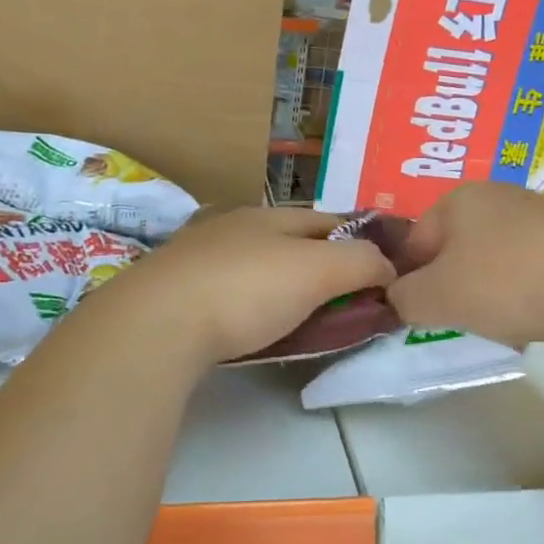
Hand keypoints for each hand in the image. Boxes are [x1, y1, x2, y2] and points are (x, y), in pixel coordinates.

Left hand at [106, 207, 396, 364]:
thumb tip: (388, 267)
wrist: (154, 325)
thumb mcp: (318, 271)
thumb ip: (362, 263)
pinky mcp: (176, 294)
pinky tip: (253, 327)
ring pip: (260, 269)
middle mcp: (234, 227)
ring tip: (306, 320)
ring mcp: (199, 259)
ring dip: (287, 288)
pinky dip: (252, 307)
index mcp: (270, 216)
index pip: (332, 221)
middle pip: (294, 244)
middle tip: (349, 304)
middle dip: (324, 267)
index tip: (385, 273)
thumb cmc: (245, 289)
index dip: (364, 242)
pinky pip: (230, 294)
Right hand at [387, 182, 543, 347]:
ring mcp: (538, 213)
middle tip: (457, 320)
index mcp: (457, 199)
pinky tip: (536, 317)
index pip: (414, 242)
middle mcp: (496, 196)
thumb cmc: (503, 282)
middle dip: (451, 286)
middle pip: (455, 249)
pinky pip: (531, 267)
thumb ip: (403, 298)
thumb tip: (399, 297)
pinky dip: (525, 291)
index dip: (408, 280)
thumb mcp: (434, 297)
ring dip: (488, 292)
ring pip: (494, 260)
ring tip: (501, 323)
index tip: (415, 314)